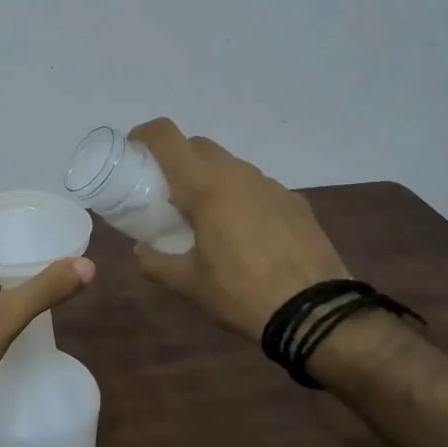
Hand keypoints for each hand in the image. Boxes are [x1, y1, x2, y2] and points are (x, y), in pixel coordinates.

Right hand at [127, 119, 349, 340]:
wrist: (314, 312)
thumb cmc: (240, 292)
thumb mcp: (187, 284)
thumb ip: (155, 262)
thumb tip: (140, 250)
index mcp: (206, 187)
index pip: (167, 137)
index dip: (144, 134)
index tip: (133, 151)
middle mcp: (238, 175)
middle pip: (198, 146)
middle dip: (176, 159)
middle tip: (163, 192)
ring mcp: (271, 186)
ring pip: (230, 165)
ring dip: (209, 178)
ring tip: (204, 217)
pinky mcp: (295, 202)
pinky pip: (257, 187)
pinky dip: (239, 197)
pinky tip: (242, 233)